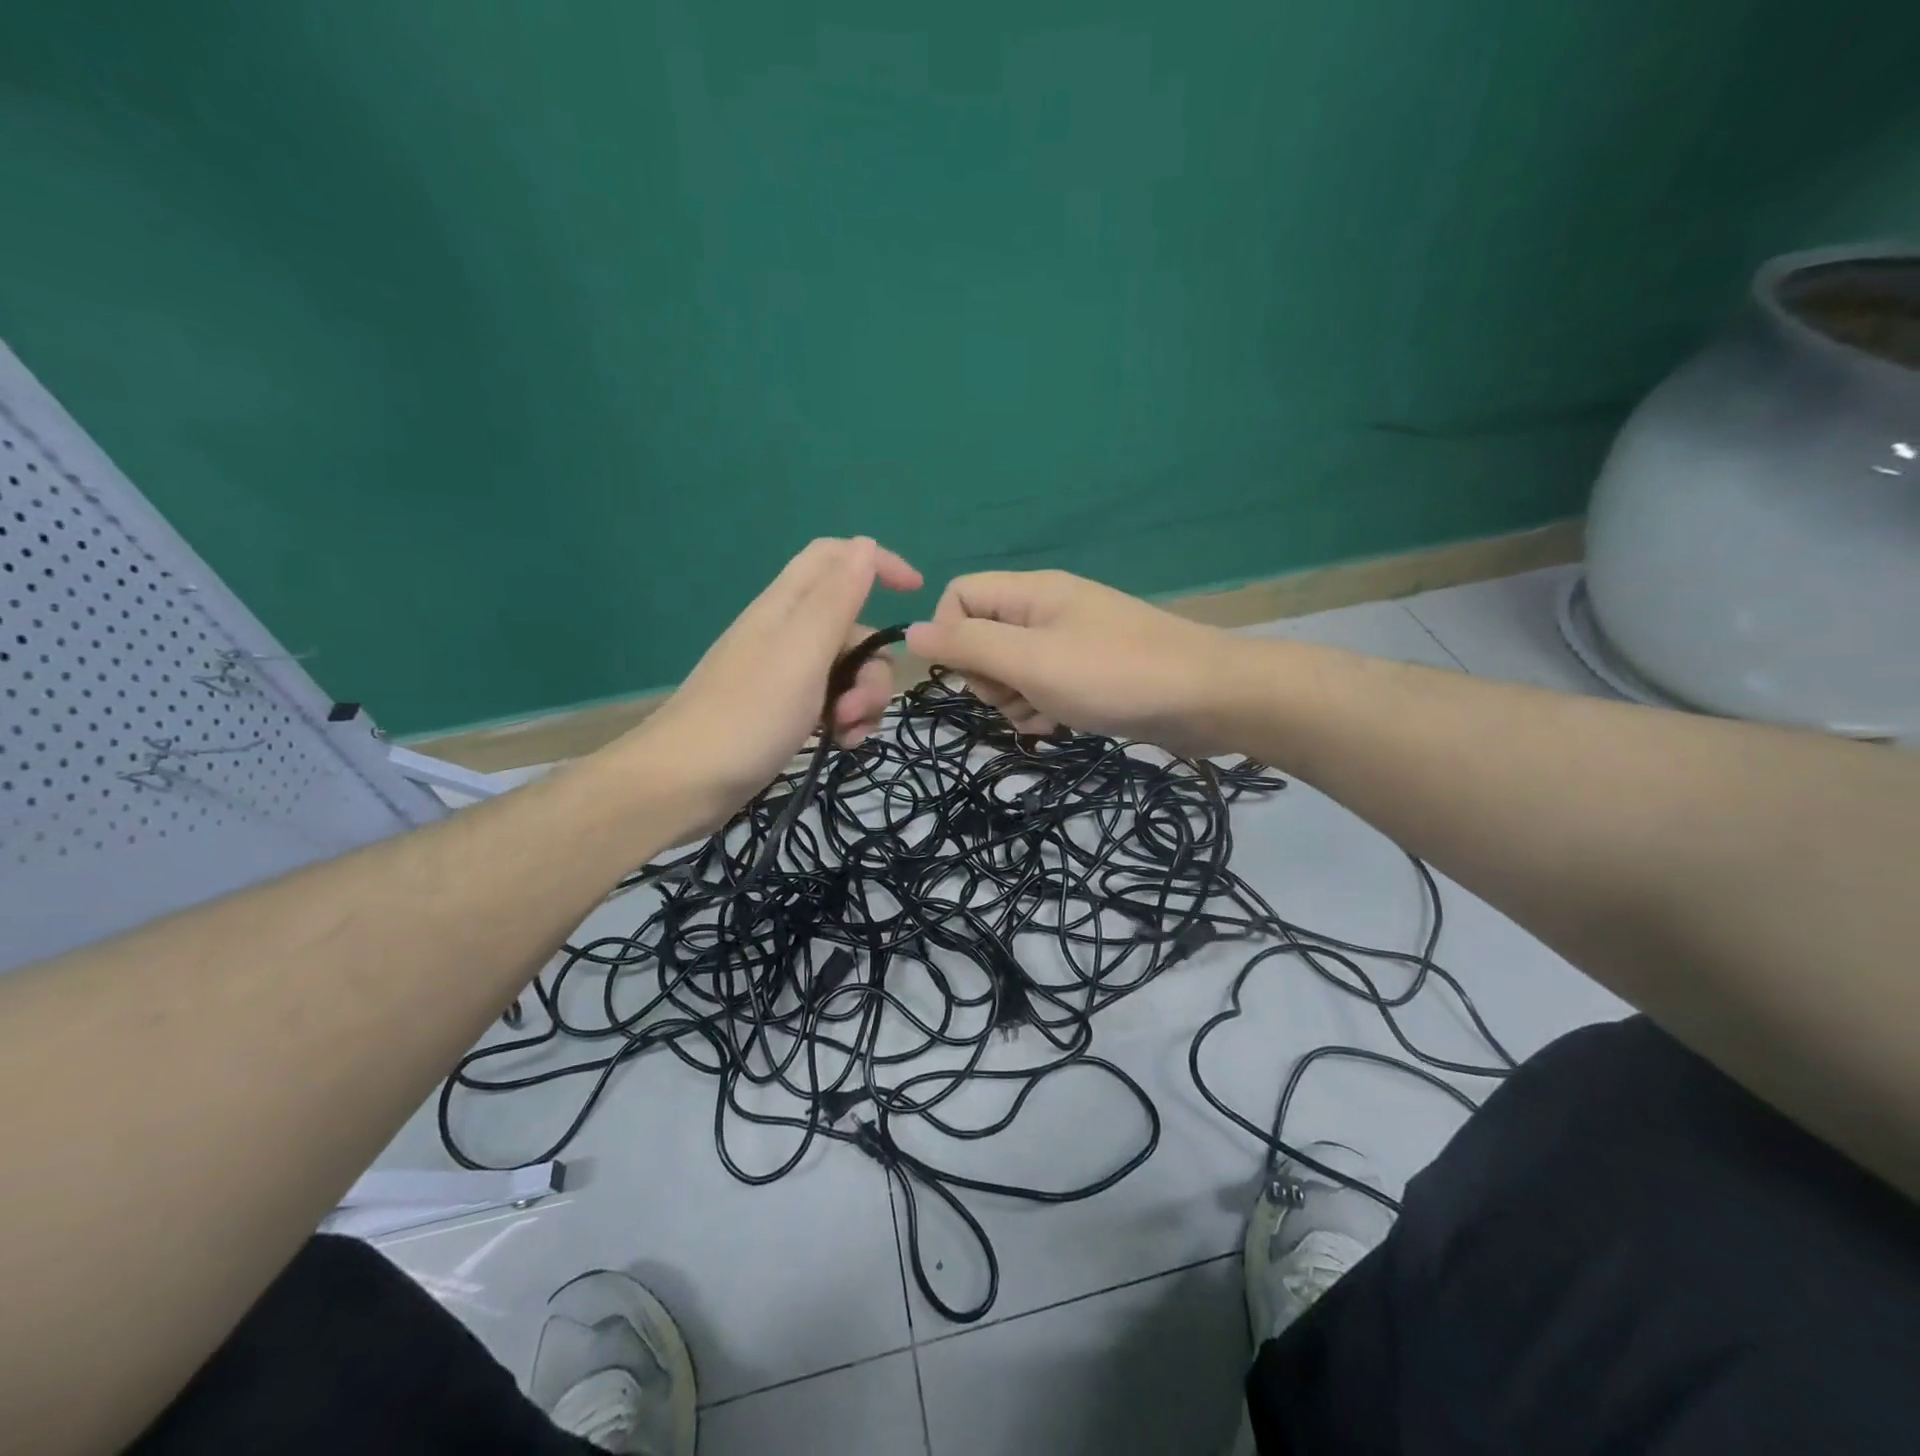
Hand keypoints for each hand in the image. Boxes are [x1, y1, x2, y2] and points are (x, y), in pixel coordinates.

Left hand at [620, 537, 920, 833]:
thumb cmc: (748, 715)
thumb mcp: (802, 652)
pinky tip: (840, 744)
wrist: (684, 784)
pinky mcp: (783, 710)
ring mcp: (784, 674)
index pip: (837, 558)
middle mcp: (787, 633)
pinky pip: (831, 702)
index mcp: (787, 607)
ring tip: (845, 733)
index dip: (878, 564)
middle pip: (853, 628)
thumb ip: (836, 599)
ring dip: (861, 700)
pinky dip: (845, 720)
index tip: (916, 594)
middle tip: (857, 706)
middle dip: (872, 666)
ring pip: (848, 670)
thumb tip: (866, 545)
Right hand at [904, 569, 1241, 755]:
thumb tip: (910, 632)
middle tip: (1016, 697)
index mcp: (1030, 593)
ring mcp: (1070, 642)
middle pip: (981, 637)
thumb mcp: (1030, 660)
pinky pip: (1042, 687)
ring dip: (1014, 700)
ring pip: (1010, 669)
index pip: (958, 596)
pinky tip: (1060, 725)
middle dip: (987, 677)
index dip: (950, 636)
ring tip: (1043, 716)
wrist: (1208, 698)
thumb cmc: (1114, 675)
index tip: (972, 673)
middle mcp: (1046, 611)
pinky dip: (1042, 708)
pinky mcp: (1089, 673)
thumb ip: (968, 645)